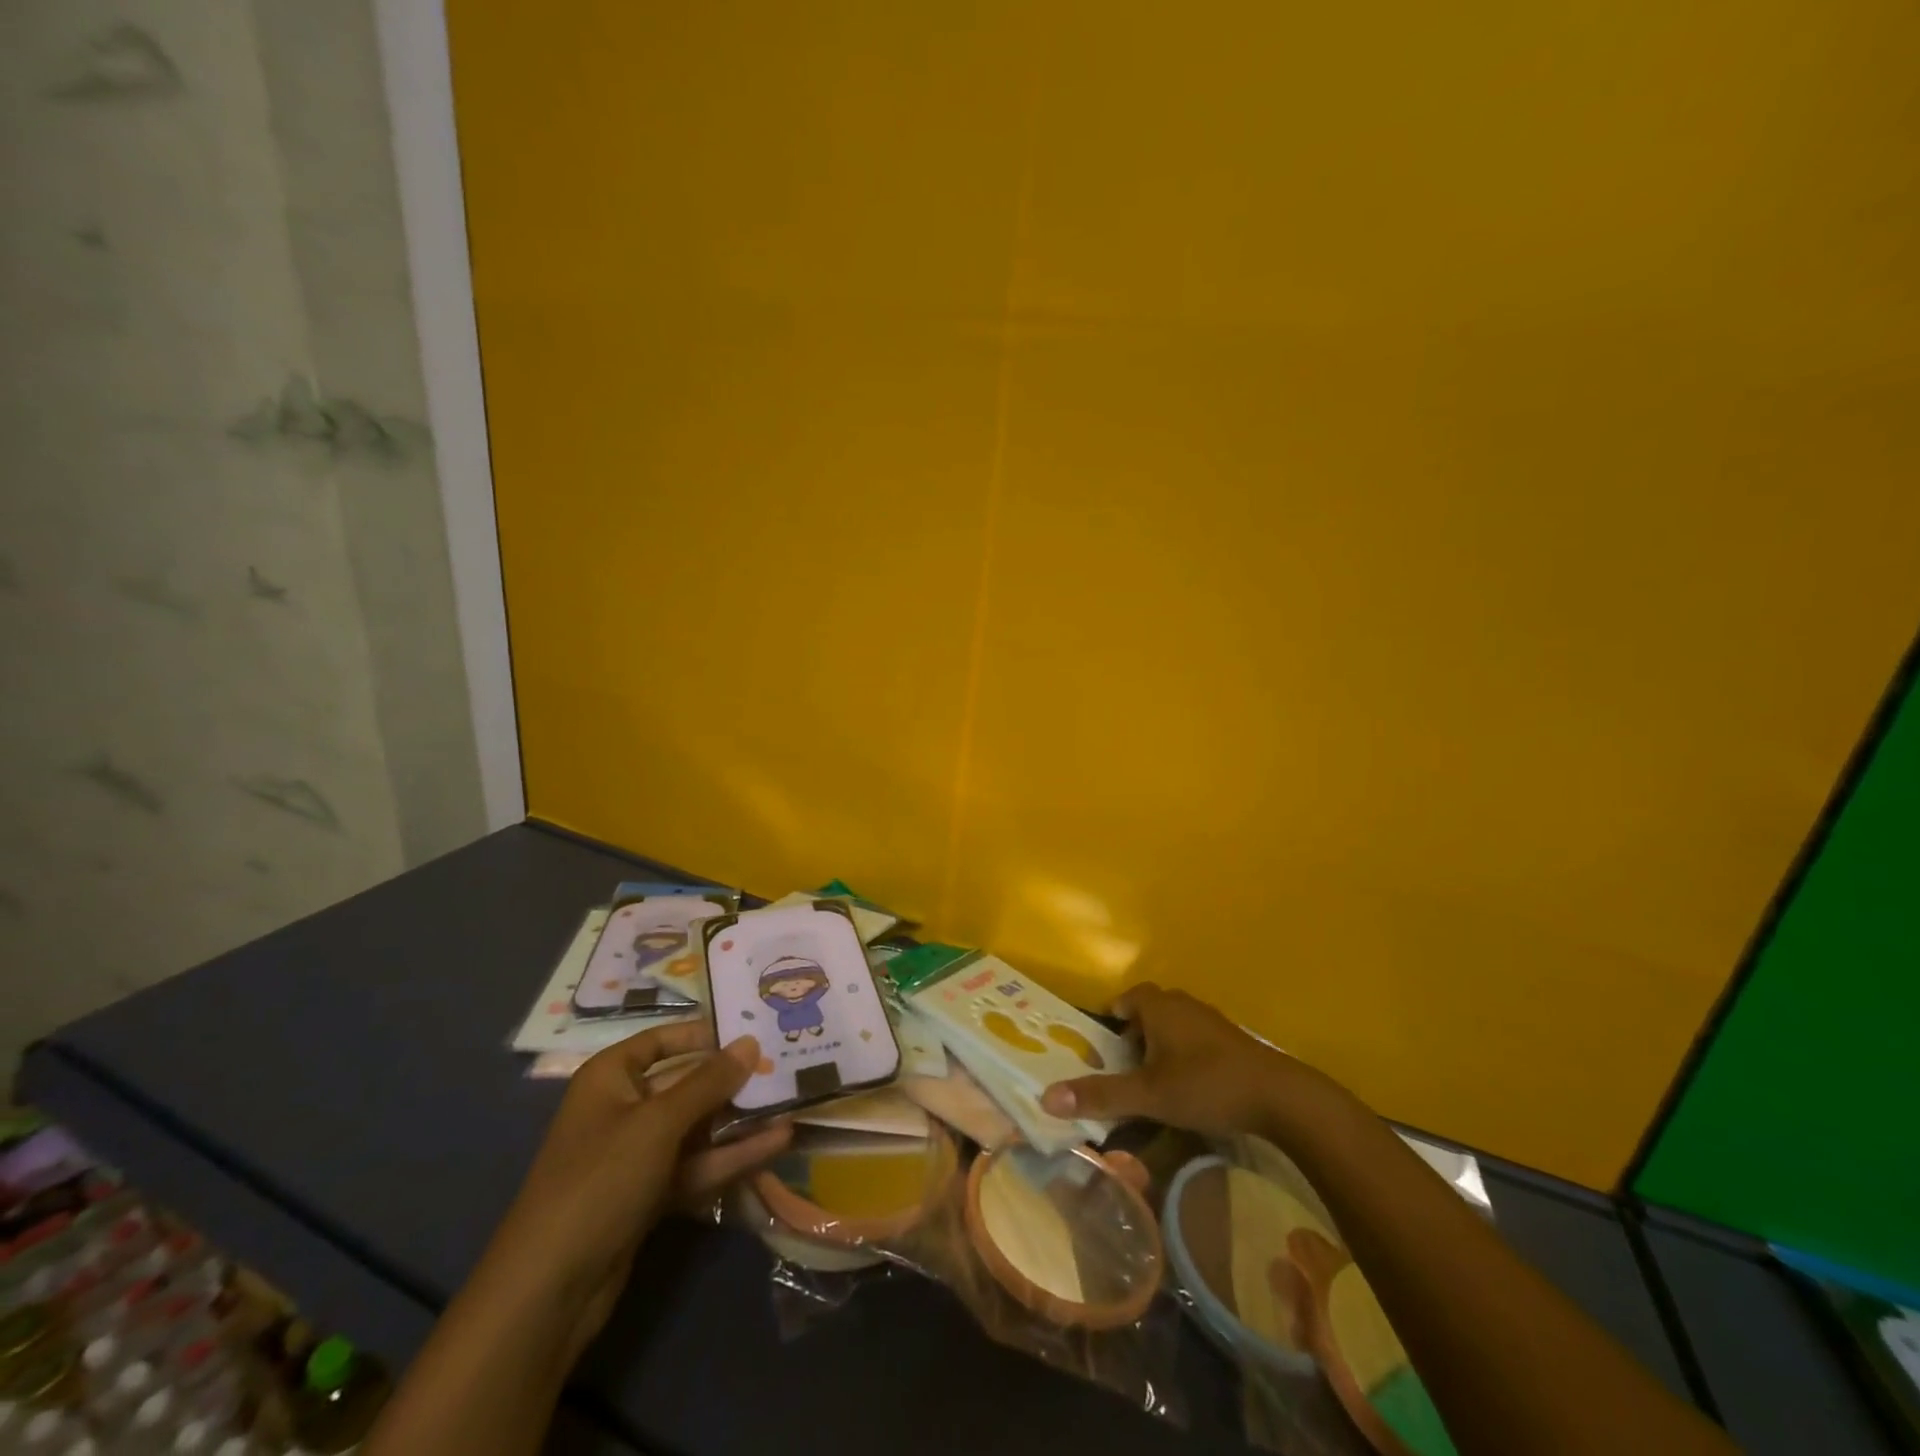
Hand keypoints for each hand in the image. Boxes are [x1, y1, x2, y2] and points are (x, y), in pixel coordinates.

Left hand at [477, 1022, 789, 1357]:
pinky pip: (697, 1163)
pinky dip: (732, 1155)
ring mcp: (637, 1155)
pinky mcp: (650, 1194)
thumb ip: (709, 1082)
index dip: (706, 1034)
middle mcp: (624, 1108)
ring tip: (792, 1103)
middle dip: (733, 1079)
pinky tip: (776, 1144)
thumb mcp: (659, 1123)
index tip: (753, 1030)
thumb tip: (751, 1042)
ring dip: (741, 1119)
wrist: (548, 1291)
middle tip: (785, 1066)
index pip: (664, 1040)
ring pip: (698, 1126)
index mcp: (611, 1077)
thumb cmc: (599, 1180)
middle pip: (687, 1083)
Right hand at [1040, 982, 1338, 1137]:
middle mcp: (1183, 1003)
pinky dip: (1185, 1054)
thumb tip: (1047, 1098)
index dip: (1113, 1018)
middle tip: (1126, 1067)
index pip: (1126, 999)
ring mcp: (1211, 1020)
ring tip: (1154, 1080)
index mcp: (1159, 1006)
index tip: (1105, 1048)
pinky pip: (1196, 1038)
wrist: (1280, 1097)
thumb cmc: (1206, 1085)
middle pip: (1150, 1009)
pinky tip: (1190, 1086)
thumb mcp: (1148, 1095)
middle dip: (1135, 1034)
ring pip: (1174, 1024)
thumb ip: (1100, 1096)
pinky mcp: (1232, 1040)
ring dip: (1161, 1045)